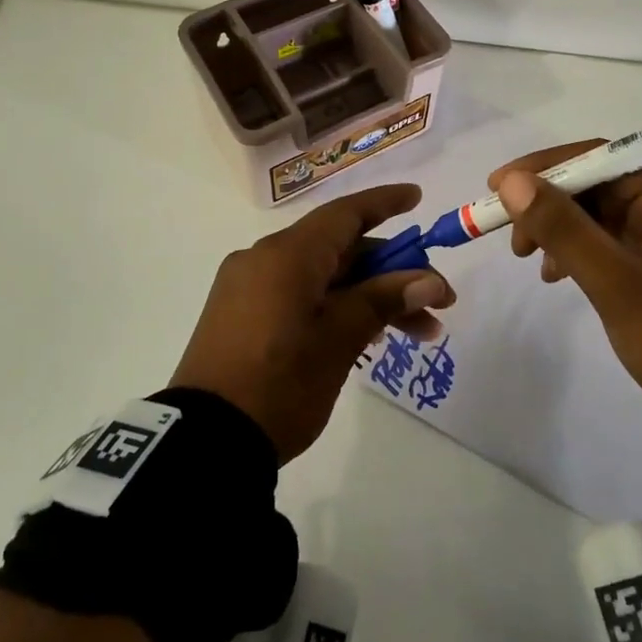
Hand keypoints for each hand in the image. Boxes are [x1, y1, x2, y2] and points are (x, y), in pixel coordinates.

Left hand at [171, 184, 455, 462]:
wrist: (205, 442)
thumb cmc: (280, 384)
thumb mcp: (339, 340)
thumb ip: (383, 300)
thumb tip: (429, 280)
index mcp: (287, 254)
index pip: (345, 214)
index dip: (385, 203)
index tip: (418, 198)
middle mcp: (264, 258)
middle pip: (339, 249)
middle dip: (391, 273)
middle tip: (436, 303)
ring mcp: (247, 287)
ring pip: (321, 276)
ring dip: (368, 296)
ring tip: (415, 333)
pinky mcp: (239, 314)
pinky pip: (297, 293)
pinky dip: (335, 305)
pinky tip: (366, 337)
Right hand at [489, 143, 641, 443]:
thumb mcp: (616, 282)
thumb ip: (564, 228)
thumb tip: (512, 182)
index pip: (601, 158)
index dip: (545, 167)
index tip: (498, 185)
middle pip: (598, 185)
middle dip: (549, 204)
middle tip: (511, 235)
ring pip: (599, 215)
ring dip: (559, 229)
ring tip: (529, 260)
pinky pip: (609, 243)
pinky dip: (577, 252)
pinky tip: (555, 275)